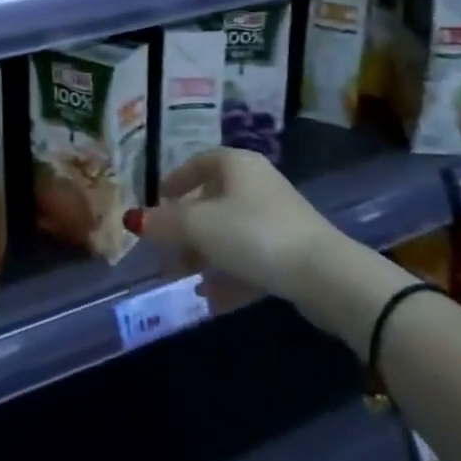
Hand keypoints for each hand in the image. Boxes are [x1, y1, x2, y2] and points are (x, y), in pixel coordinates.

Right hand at [128, 148, 336, 302]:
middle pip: (212, 200)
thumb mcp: (198, 226)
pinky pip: (250, 257)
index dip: (174, 180)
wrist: (326, 276)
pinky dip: (229, 274)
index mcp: (236, 164)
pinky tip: (213, 299)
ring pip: (230, 232)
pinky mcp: (293, 251)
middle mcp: (257, 183)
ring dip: (205, 255)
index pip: (198, 162)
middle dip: (186, 228)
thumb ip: (164, 223)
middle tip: (166, 250)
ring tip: (186, 279)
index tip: (156, 201)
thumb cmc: (253, 235)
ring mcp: (278, 218)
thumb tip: (135, 220)